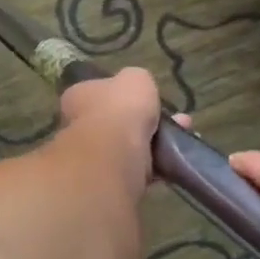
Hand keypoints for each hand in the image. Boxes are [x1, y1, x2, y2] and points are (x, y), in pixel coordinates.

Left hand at [57, 69, 164, 189]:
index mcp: (78, 96)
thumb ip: (137, 81)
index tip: (146, 99)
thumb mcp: (136, 79)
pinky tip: (174, 161)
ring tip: (181, 139)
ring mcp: (92, 155)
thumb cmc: (119, 109)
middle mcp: (79, 125)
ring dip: (154, 143)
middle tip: (175, 120)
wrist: (113, 155)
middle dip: (145, 121)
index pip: (98, 92)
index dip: (122, 95)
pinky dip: (155, 166)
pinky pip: (136, 169)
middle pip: (115, 121)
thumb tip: (138, 88)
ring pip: (128, 147)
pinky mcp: (108, 180)